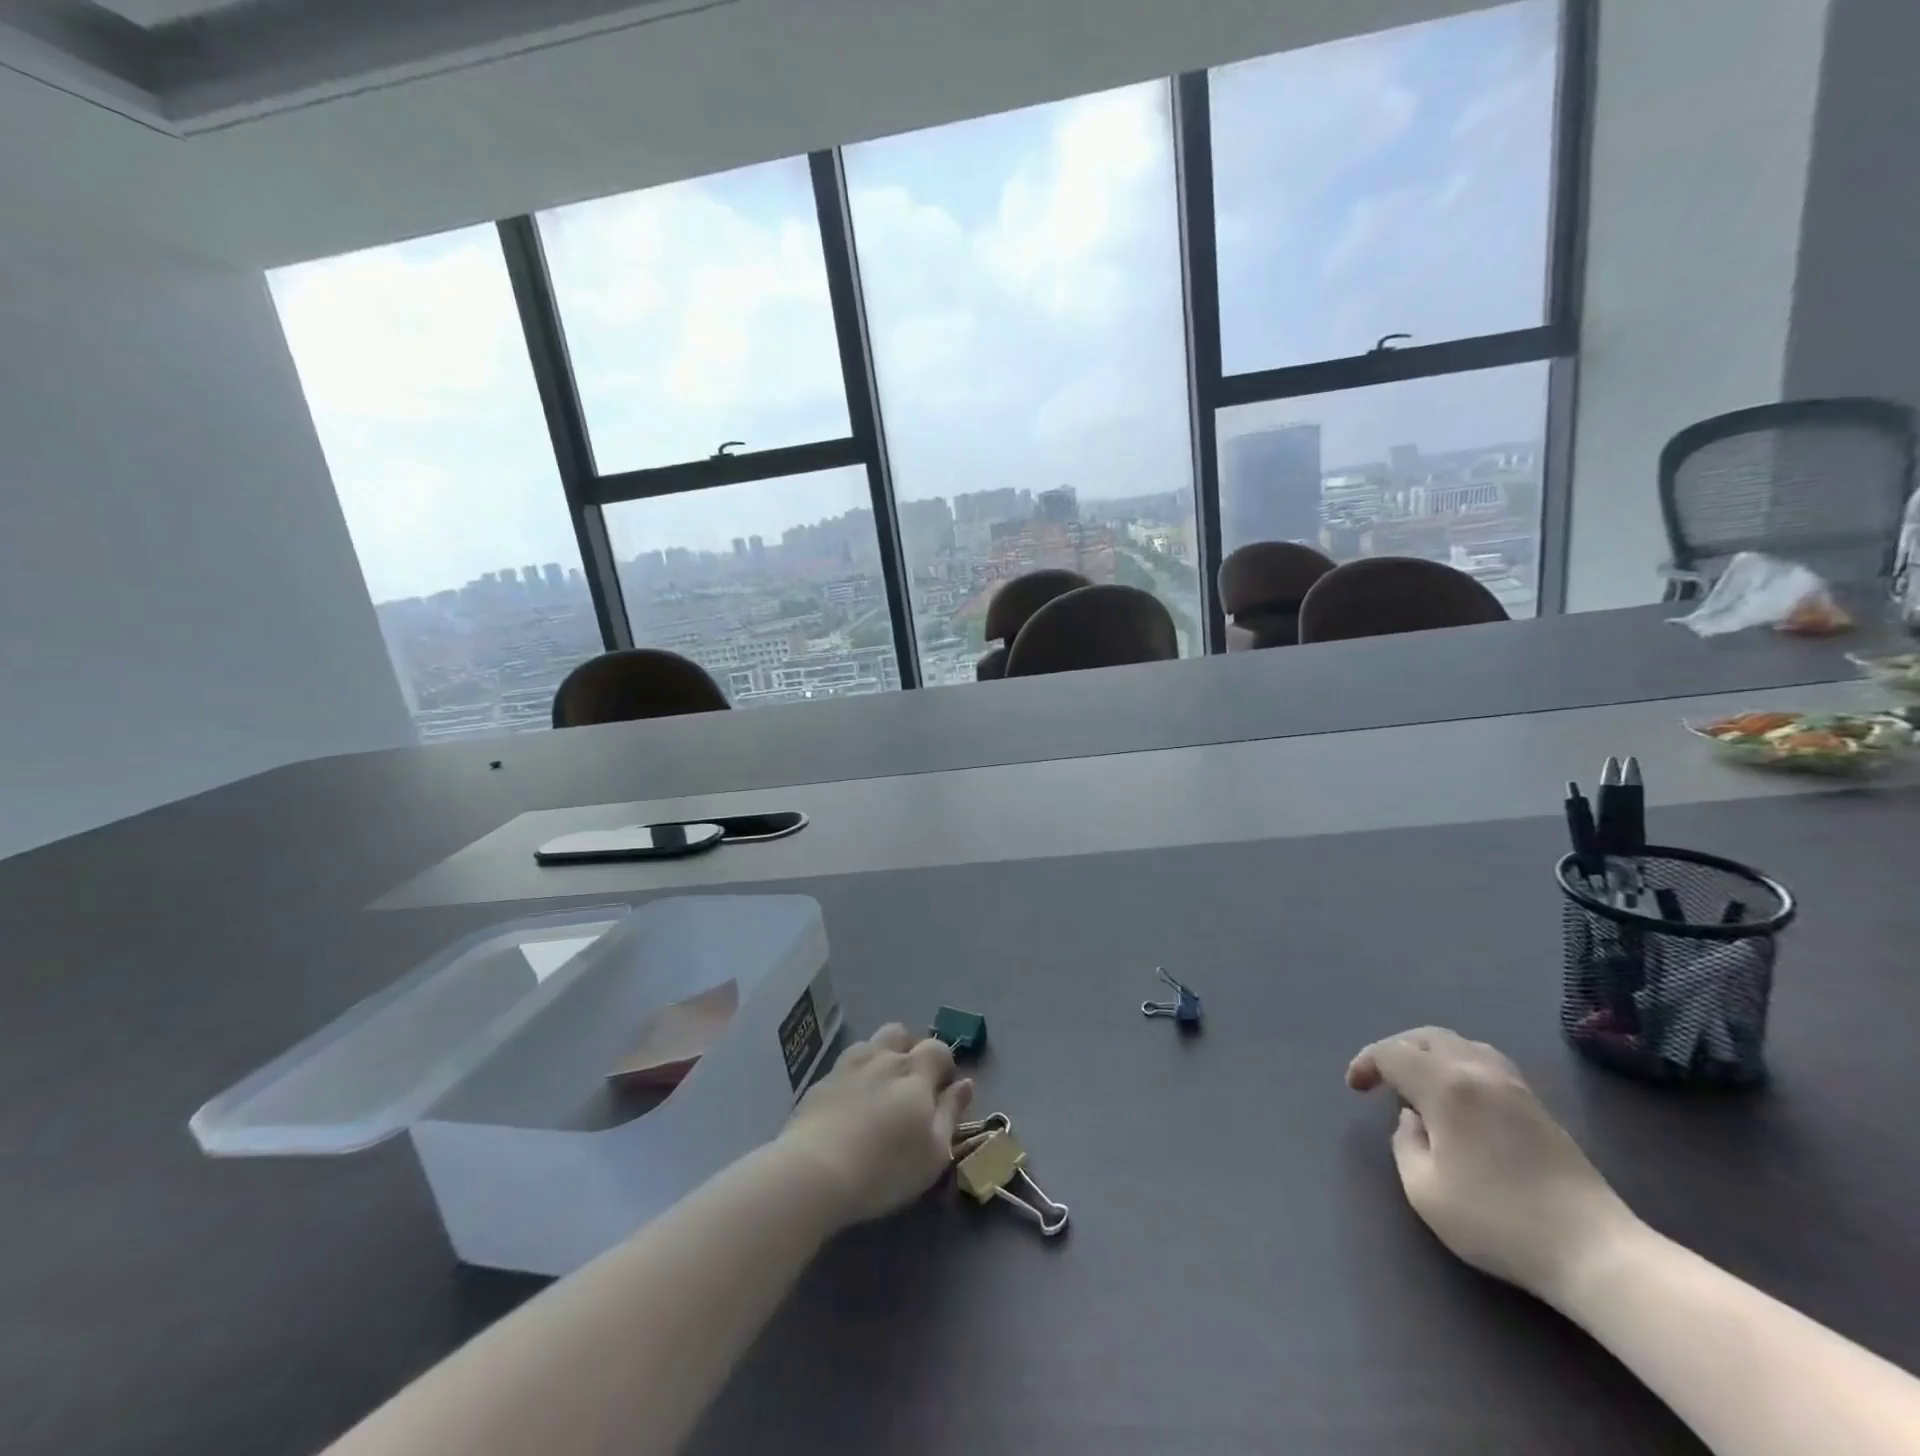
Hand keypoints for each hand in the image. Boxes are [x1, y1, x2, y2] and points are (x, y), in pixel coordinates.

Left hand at [777, 1024, 973, 1229]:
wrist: (815, 1171)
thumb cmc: (886, 1167)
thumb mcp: (934, 1152)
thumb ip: (951, 1113)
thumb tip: (965, 1083)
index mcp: (914, 1071)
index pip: (938, 1048)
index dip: (944, 1065)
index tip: (942, 1091)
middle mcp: (882, 1057)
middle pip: (900, 1034)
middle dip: (909, 1051)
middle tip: (909, 1086)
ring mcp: (847, 1065)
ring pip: (870, 1045)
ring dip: (879, 1059)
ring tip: (878, 1093)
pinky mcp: (820, 1081)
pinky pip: (844, 1067)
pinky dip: (853, 1078)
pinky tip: (849, 1107)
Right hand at [1347, 1027, 1640, 1300]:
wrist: (1595, 1252)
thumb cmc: (1499, 1221)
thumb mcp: (1425, 1191)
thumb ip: (1405, 1144)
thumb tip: (1413, 1120)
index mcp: (1446, 1087)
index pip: (1392, 1053)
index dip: (1367, 1063)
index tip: (1355, 1088)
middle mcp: (1478, 1073)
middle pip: (1427, 1037)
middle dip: (1396, 1049)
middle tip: (1381, 1078)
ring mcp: (1514, 1087)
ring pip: (1461, 1044)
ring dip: (1430, 1053)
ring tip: (1419, 1082)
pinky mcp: (1538, 1107)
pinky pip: (1486, 1061)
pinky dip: (1459, 1064)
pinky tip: (1459, 1095)